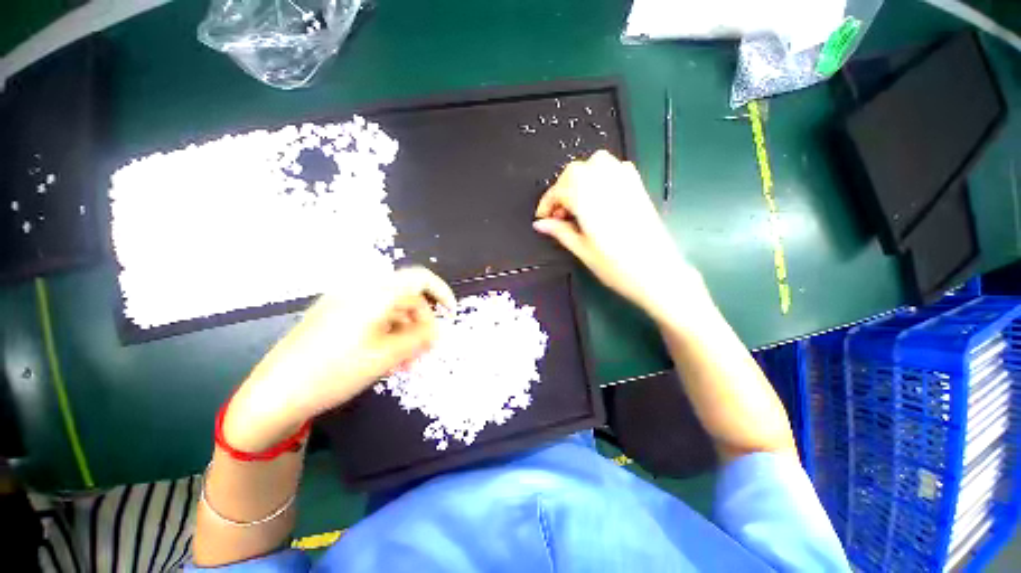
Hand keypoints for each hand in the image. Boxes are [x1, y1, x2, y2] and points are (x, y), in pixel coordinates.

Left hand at [223, 266, 455, 451]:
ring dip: (405, 330)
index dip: (441, 292)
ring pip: (390, 309)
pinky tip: (386, 355)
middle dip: (421, 321)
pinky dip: (387, 332)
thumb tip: (438, 330)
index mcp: (374, 293)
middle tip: (425, 349)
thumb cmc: (335, 372)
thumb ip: (419, 338)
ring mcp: (344, 302)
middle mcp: (359, 290)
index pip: (419, 278)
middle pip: (405, 296)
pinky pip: (372, 317)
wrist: (274, 394)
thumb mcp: (386, 356)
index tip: (450, 314)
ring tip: (406, 359)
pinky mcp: (333, 316)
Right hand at [534, 151, 703, 321]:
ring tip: (577, 204)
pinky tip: (598, 197)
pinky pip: (615, 167)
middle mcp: (606, 184)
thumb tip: (540, 224)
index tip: (543, 218)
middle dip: (561, 190)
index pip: (559, 190)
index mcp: (589, 201)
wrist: (658, 273)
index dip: (547, 203)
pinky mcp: (638, 187)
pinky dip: (600, 175)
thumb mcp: (582, 251)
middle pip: (575, 172)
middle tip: (559, 214)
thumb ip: (560, 232)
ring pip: (595, 163)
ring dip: (580, 179)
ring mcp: (626, 182)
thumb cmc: (617, 267)